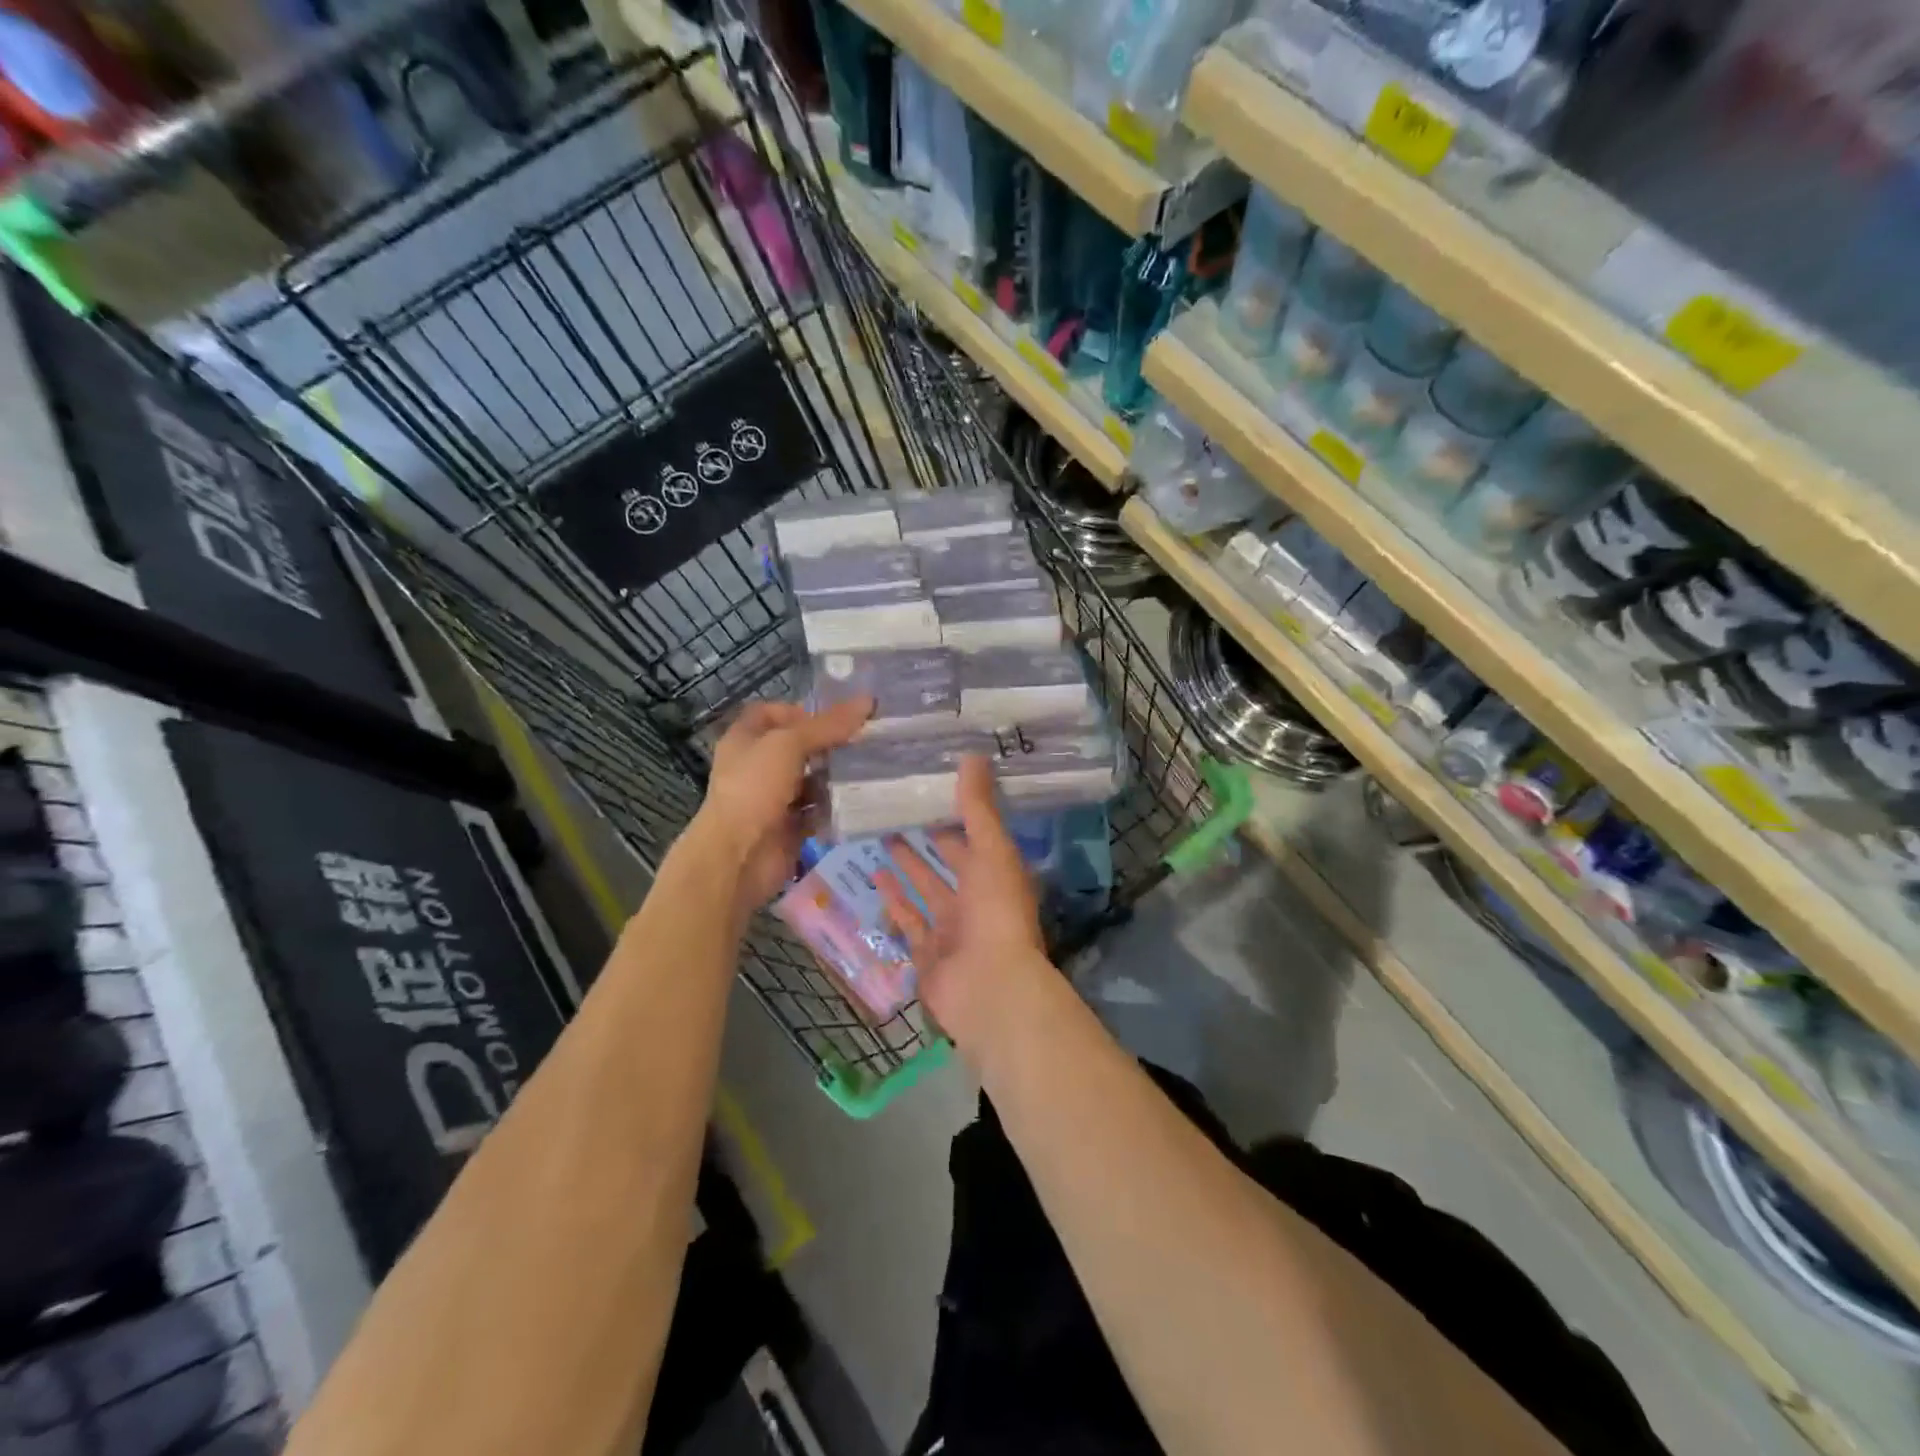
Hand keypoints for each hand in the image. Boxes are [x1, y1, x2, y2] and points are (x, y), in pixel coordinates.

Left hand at [697, 696, 871, 912]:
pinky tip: (860, 801)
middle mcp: (758, 767)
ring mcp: (773, 799)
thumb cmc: (754, 788)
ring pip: (811, 781)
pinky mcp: (790, 827)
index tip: (834, 719)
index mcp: (746, 739)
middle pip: (798, 747)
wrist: (738, 857)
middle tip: (865, 742)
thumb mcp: (789, 744)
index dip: (800, 711)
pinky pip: (817, 812)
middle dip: (829, 745)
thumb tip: (868, 701)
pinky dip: (835, 808)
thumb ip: (828, 725)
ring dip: (836, 777)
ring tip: (871, 769)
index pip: (772, 713)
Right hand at [876, 756, 1050, 1052]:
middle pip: (949, 862)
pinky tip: (874, 878)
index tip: (931, 788)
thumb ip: (978, 807)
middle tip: (897, 809)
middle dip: (928, 838)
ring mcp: (951, 929)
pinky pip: (908, 921)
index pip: (975, 835)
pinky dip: (893, 901)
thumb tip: (973, 755)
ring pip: (925, 890)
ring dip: (907, 866)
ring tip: (881, 836)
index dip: (956, 813)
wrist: (988, 988)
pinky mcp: (926, 953)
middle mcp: (976, 899)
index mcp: (998, 874)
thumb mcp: (992, 850)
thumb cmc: (996, 912)